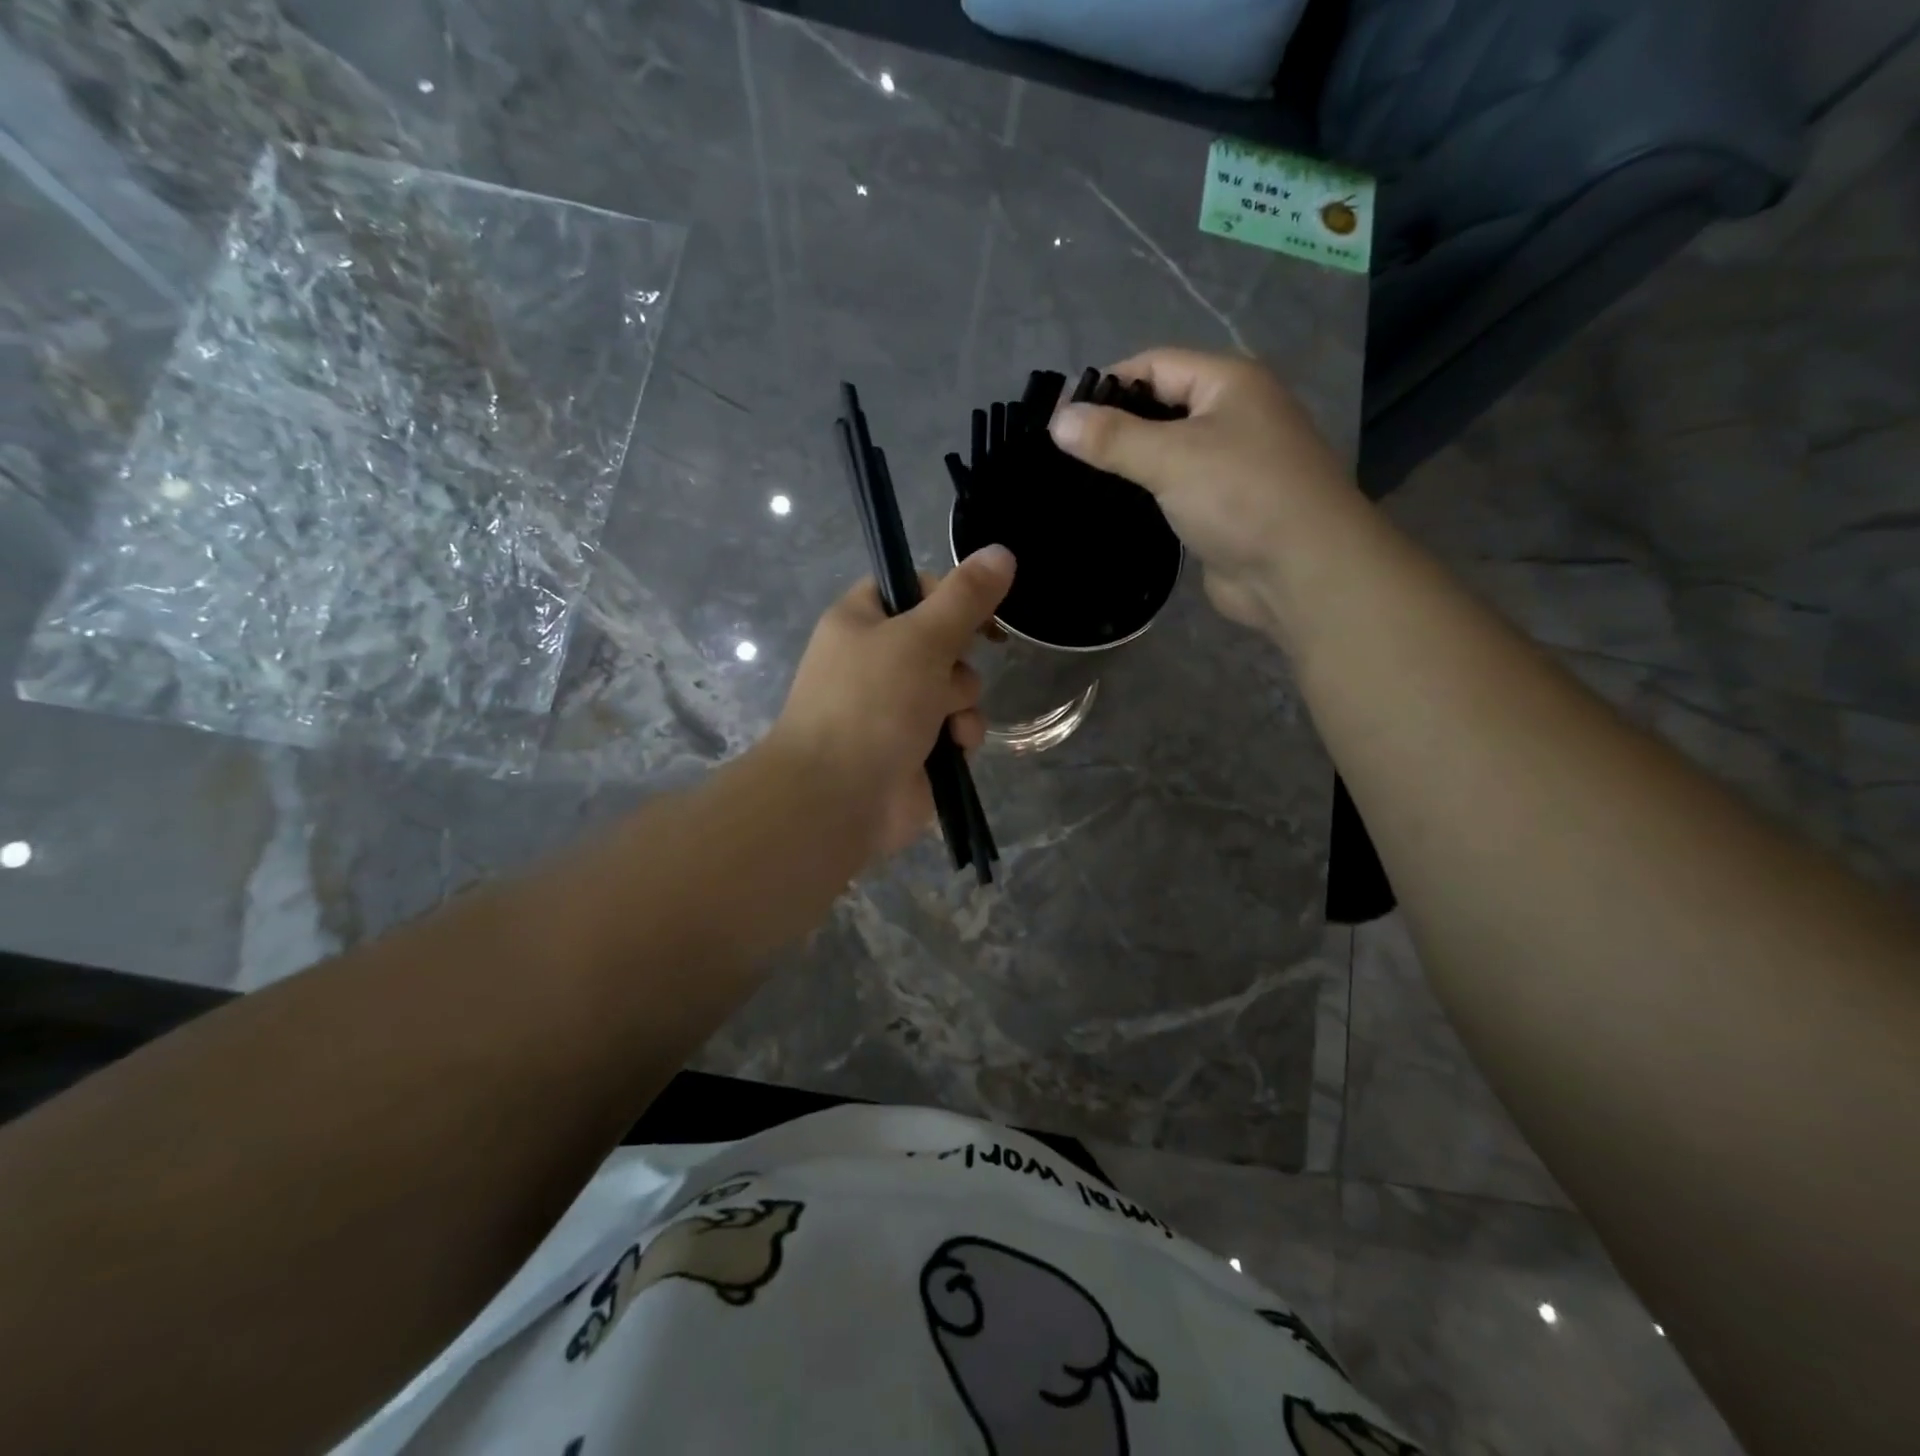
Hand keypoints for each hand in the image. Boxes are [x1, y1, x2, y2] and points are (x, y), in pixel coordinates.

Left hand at [766, 546, 1014, 861]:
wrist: (837, 798)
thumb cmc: (871, 705)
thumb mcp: (921, 638)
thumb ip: (965, 597)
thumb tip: (1001, 552)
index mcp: (861, 621)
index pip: (911, 588)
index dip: (949, 594)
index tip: (981, 608)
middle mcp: (876, 660)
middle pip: (943, 640)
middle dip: (958, 661)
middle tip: (946, 673)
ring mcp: (895, 707)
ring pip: (956, 687)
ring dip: (962, 703)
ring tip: (948, 722)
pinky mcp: (913, 747)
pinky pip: (954, 727)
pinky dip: (959, 735)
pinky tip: (953, 747)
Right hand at [1048, 348, 1353, 637]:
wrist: (1301, 572)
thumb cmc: (1241, 496)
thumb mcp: (1172, 457)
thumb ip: (1112, 438)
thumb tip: (1057, 420)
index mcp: (1228, 383)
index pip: (1154, 365)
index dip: (1106, 384)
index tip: (1059, 418)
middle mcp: (1232, 415)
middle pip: (1160, 407)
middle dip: (1114, 426)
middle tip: (1062, 454)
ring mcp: (1229, 464)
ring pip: (1166, 452)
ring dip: (1128, 464)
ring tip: (1076, 482)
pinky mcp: (1221, 508)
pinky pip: (1174, 490)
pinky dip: (1145, 495)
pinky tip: (1112, 510)